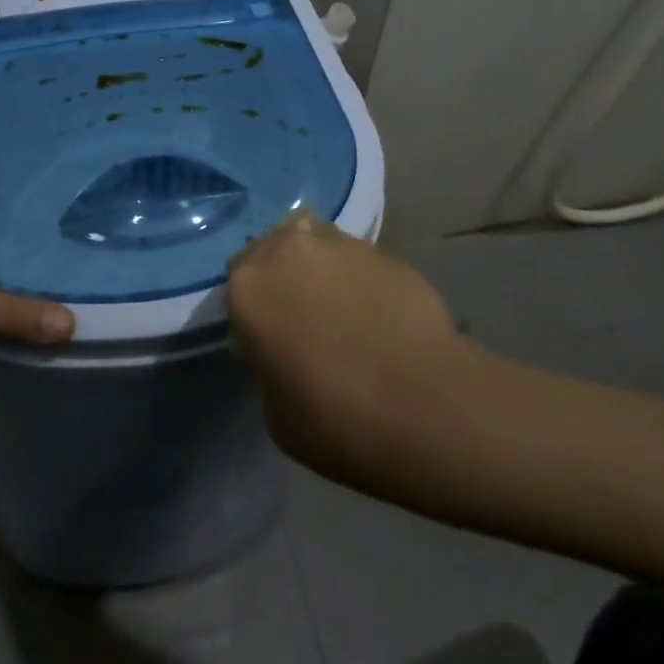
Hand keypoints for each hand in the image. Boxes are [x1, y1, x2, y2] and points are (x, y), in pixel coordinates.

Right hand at [228, 213, 468, 490]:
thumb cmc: (335, 419)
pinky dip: (359, 281)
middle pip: (274, 249)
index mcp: (250, 285)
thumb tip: (287, 347)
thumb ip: (269, 361)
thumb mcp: (274, 409)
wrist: (426, 406)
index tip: (268, 339)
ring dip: (320, 271)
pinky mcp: (385, 253)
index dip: (252, 310)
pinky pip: (358, 261)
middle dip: (282, 276)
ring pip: (317, 246)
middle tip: (302, 318)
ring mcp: (341, 245)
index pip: (236, 282)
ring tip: (342, 312)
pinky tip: (377, 317)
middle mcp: (290, 250)